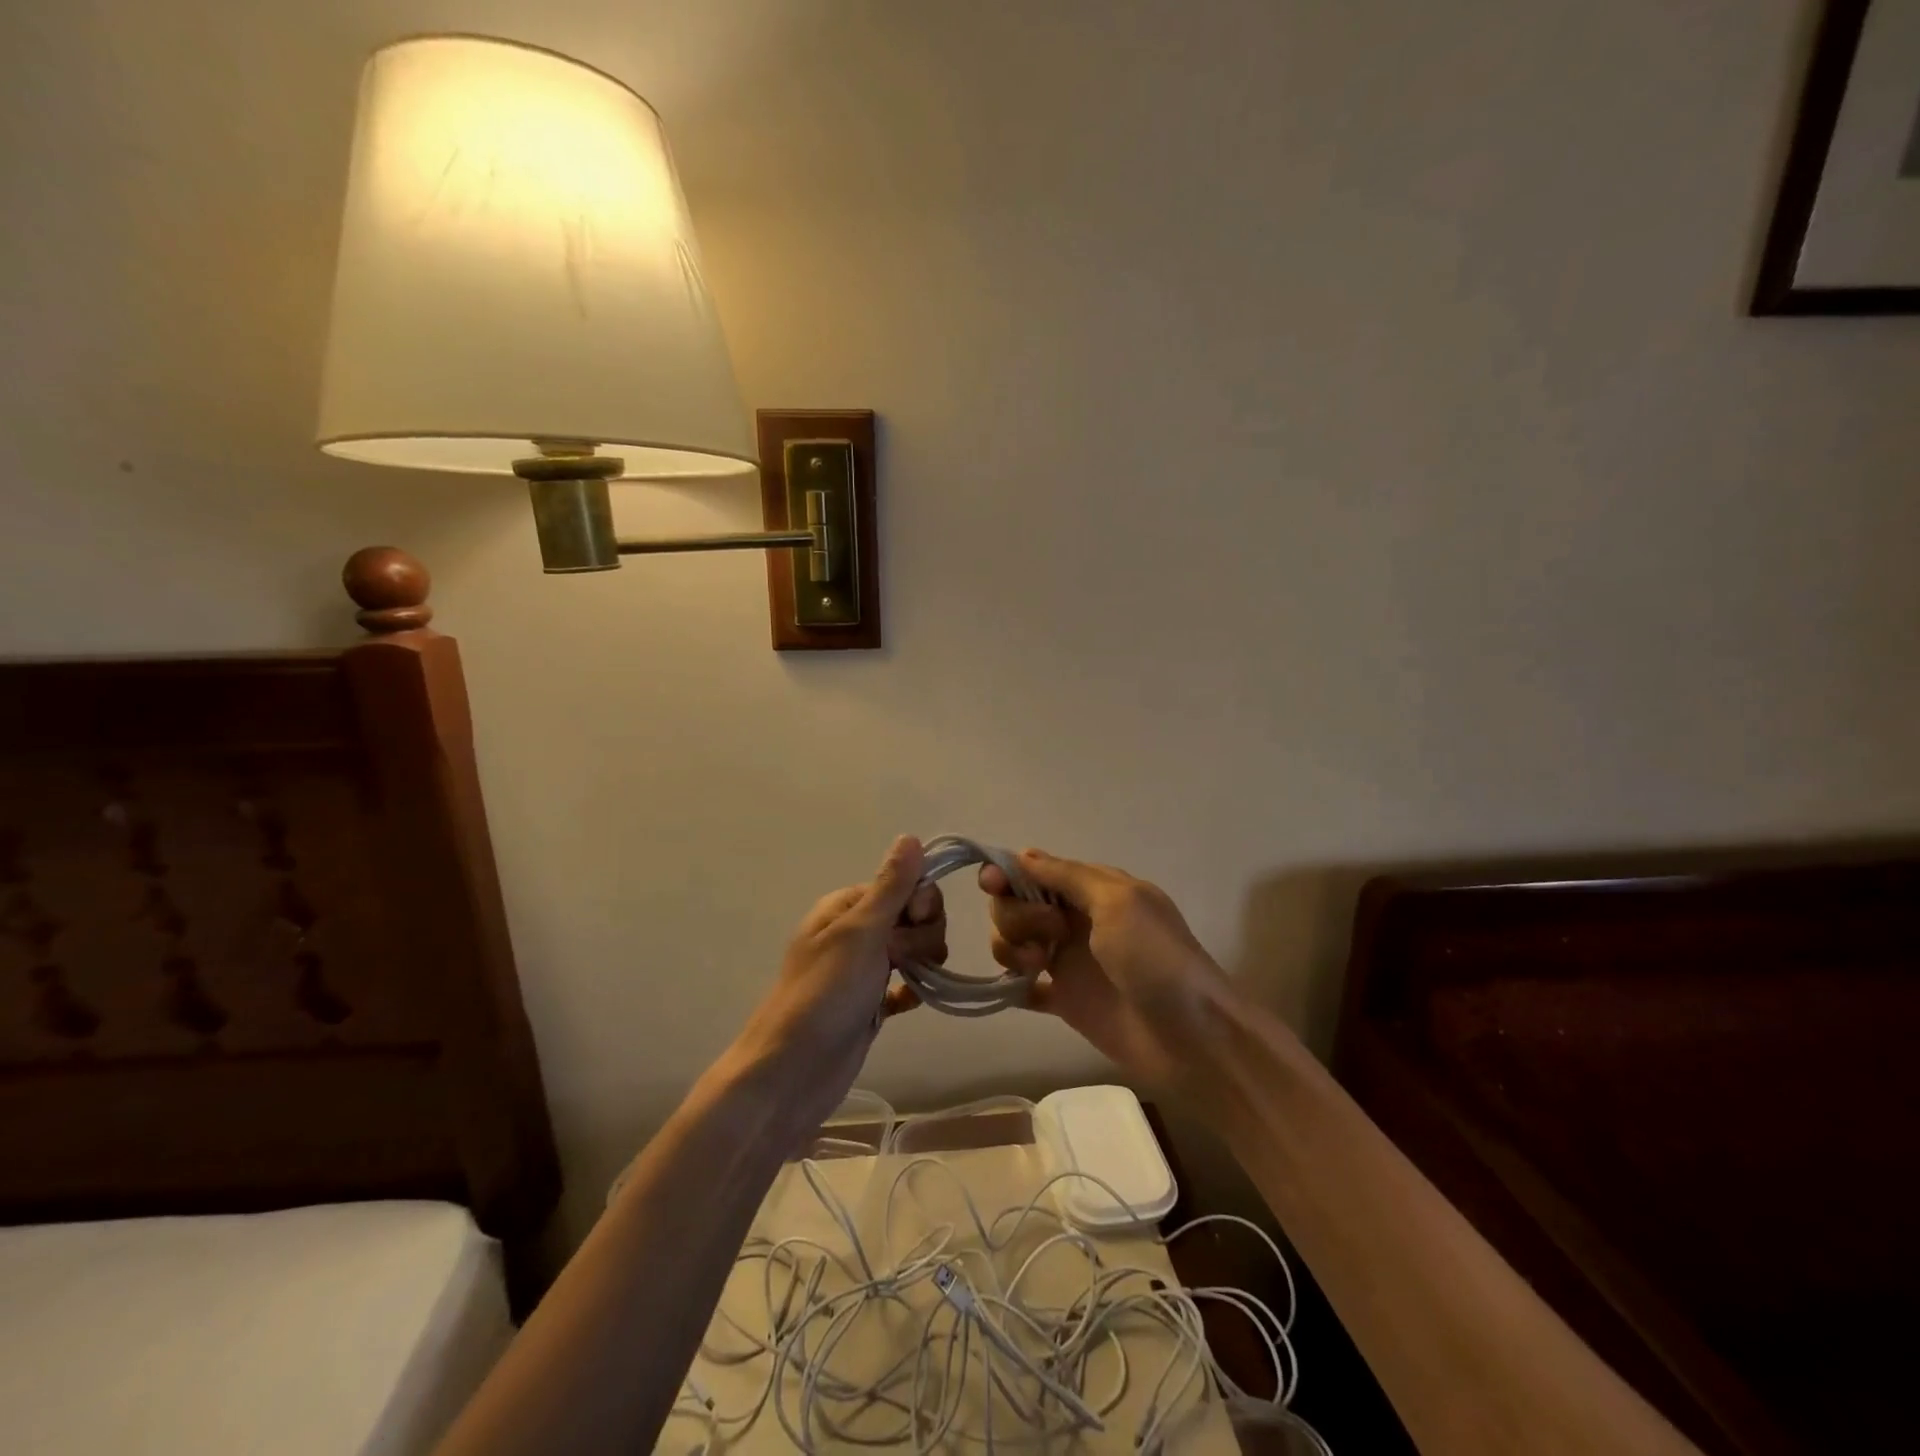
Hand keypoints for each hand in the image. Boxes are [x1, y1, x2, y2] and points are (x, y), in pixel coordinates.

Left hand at [726, 836, 945, 1134]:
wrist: (792, 1073)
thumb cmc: (824, 994)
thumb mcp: (860, 932)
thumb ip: (890, 886)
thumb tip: (911, 837)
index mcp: (848, 905)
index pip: (907, 885)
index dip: (921, 903)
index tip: (914, 923)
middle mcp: (857, 931)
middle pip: (915, 917)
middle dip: (921, 936)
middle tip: (897, 959)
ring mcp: (864, 968)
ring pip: (915, 950)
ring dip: (920, 963)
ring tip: (901, 986)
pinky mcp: (871, 1002)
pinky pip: (907, 984)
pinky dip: (912, 991)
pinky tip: (905, 1004)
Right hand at [980, 850, 1235, 1086]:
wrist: (1194, 1038)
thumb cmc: (1157, 959)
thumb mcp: (1118, 902)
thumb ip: (1067, 877)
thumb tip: (1022, 854)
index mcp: (1092, 889)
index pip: (1034, 870)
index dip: (1007, 875)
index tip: (992, 885)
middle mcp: (1074, 919)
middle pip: (1016, 904)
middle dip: (1015, 915)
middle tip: (1049, 936)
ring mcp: (1068, 961)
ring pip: (1013, 941)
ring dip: (1011, 948)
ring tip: (1036, 968)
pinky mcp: (1065, 1001)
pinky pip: (1023, 987)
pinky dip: (1012, 985)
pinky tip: (1019, 990)